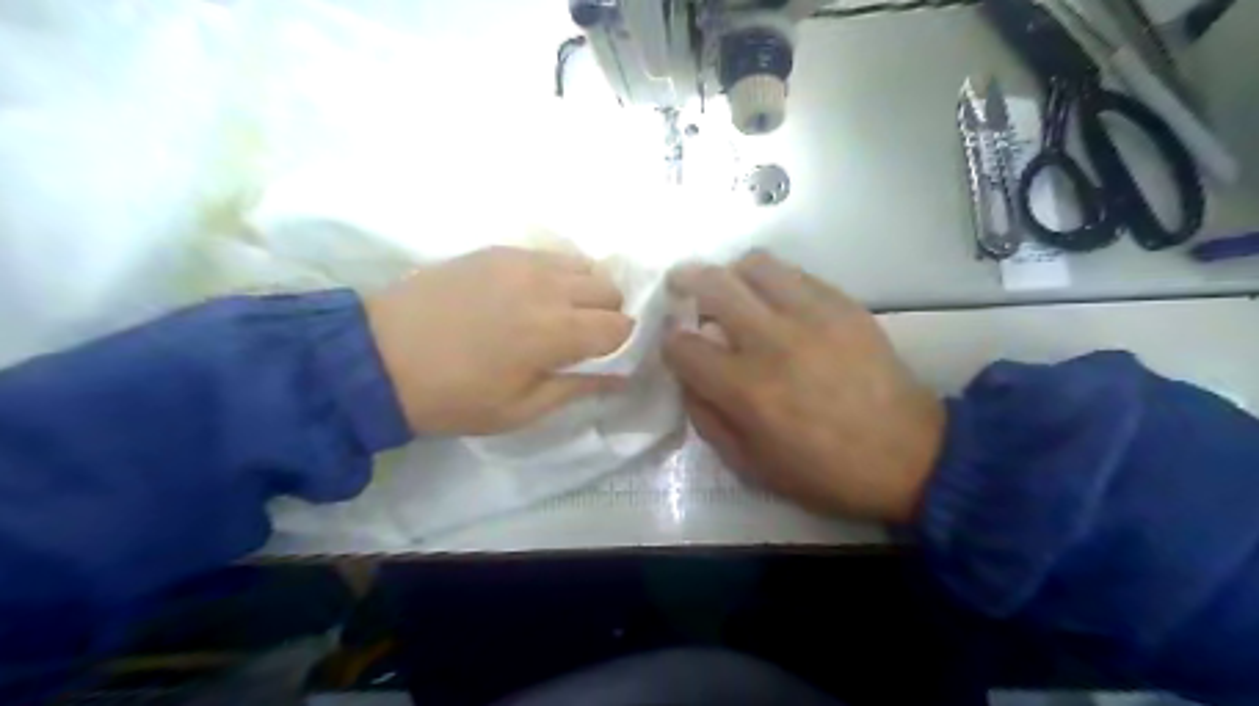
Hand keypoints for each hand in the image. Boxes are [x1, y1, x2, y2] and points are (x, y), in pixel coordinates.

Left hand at [366, 246, 634, 435]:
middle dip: (609, 315)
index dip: (623, 343)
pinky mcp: (498, 251)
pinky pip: (550, 255)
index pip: (620, 326)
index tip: (609, 357)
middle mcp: (548, 287)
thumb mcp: (520, 410)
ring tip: (560, 314)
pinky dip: (558, 274)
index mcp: (556, 332)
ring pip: (584, 266)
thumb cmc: (453, 396)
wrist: (378, 357)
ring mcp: (522, 262)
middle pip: (609, 289)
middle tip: (584, 339)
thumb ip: (577, 388)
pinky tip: (533, 295)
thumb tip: (621, 378)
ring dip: (586, 291)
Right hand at [660, 250, 943, 519]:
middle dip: (685, 281)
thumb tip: (688, 380)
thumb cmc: (824, 472)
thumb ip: (707, 420)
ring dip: (732, 273)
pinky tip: (776, 301)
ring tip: (733, 290)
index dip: (670, 343)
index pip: (682, 345)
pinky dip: (773, 281)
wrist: (908, 456)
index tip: (676, 346)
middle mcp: (772, 341)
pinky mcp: (844, 305)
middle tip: (681, 286)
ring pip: (755, 264)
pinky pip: (796, 273)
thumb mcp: (750, 466)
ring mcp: (811, 315)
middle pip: (712, 284)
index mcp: (745, 388)